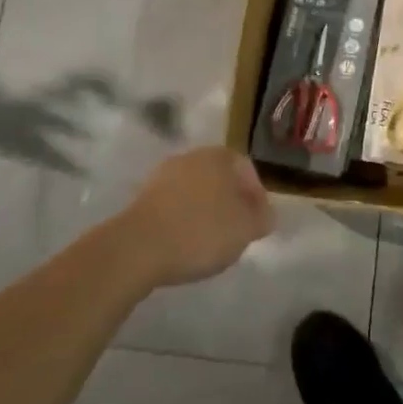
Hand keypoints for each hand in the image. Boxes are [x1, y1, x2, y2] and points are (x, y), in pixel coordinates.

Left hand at [125, 146, 274, 285]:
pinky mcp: (142, 198)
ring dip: (205, 212)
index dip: (257, 197)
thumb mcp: (246, 228)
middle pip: (220, 178)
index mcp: (220, 156)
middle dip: (230, 203)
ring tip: (209, 243)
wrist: (137, 248)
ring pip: (196, 192)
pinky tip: (184, 244)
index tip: (258, 224)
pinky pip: (174, 207)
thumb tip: (265, 213)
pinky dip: (183, 221)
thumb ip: (262, 218)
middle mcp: (192, 157)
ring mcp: (163, 175)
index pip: (248, 170)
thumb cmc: (200, 231)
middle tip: (236, 232)